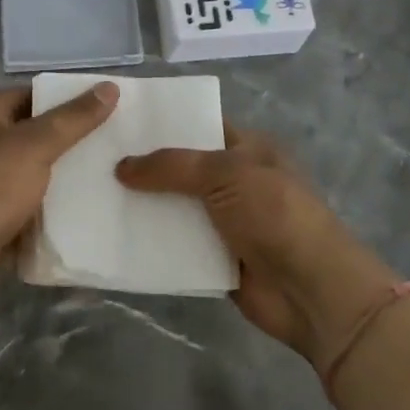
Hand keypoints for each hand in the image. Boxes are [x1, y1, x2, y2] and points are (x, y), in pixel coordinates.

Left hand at [0, 83, 119, 315]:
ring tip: (108, 181)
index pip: (31, 95)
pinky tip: (84, 219)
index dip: (66, 99)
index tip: (105, 108)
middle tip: (114, 146)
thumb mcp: (36, 144)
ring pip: (31, 178)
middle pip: (32, 137)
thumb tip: (109, 87)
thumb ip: (73, 118)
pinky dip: (49, 217)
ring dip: (61, 183)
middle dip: (69, 143)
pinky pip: (26, 213)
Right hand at [115, 124, 405, 372]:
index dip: (164, 122)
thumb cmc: (274, 213)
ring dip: (145, 205)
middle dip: (146, 165)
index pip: (199, 125)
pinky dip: (153, 243)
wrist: (312, 289)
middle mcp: (234, 180)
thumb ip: (172, 166)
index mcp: (246, 149)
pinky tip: (116, 235)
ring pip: (176, 207)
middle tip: (97, 157)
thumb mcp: (225, 173)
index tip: (121, 119)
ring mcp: (225, 221)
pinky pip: (177, 245)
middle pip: (183, 168)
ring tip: (97, 194)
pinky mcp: (215, 259)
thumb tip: (122, 167)